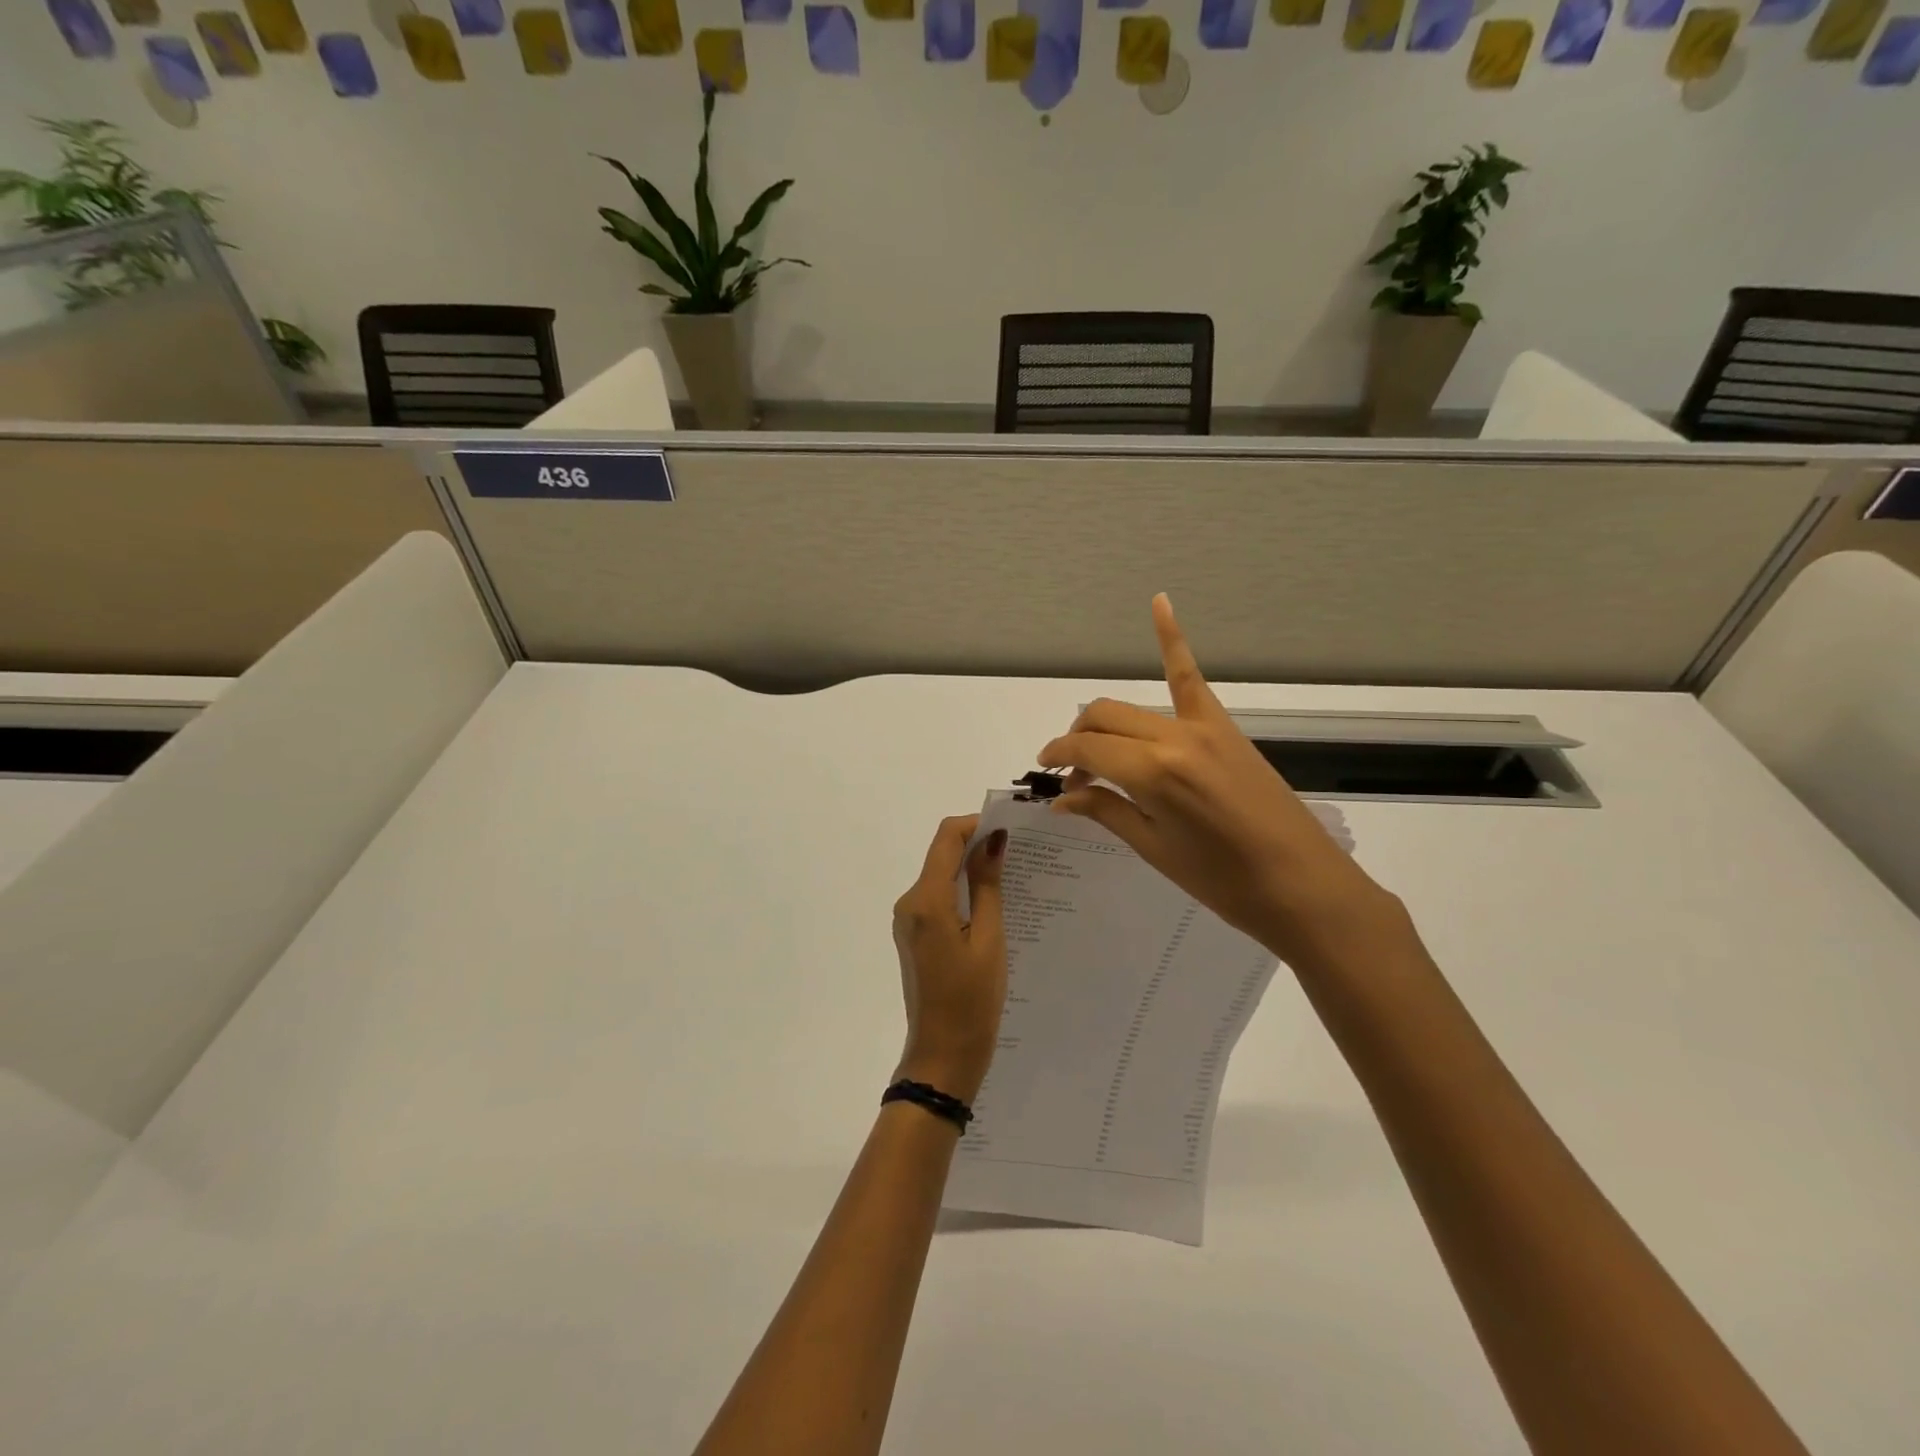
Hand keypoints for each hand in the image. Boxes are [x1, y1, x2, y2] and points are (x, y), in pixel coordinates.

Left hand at [891, 815, 1008, 1105]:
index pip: (946, 838)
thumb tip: (993, 840)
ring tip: (1013, 878)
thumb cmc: (972, 1001)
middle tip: (1020, 853)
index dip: (976, 824)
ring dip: (971, 870)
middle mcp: (909, 903)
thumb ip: (988, 885)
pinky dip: (963, 892)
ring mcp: (908, 920)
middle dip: (977, 846)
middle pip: (942, 854)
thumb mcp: (990, 940)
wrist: (943, 1056)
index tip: (1011, 830)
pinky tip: (992, 904)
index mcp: (926, 900)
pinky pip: (938, 899)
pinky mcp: (914, 935)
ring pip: (941, 876)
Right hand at [1037, 595, 1407, 971]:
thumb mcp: (1156, 850)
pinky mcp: (1225, 727)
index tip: (1046, 774)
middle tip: (1073, 777)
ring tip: (1094, 749)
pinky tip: (1160, 602)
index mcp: (1153, 773)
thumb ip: (1106, 811)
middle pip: (1104, 719)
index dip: (1059, 758)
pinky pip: (1190, 677)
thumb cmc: (1224, 882)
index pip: (1086, 750)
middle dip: (1076, 740)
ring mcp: (1203, 726)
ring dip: (1104, 722)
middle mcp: (1173, 737)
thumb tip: (1062, 798)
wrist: (1303, 886)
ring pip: (1133, 706)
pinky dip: (1172, 639)